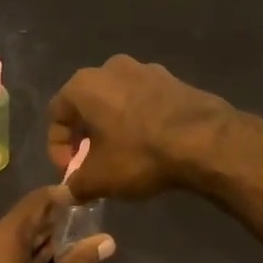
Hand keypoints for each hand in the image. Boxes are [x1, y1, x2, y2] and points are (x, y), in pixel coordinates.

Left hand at [0, 186, 113, 262]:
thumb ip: (80, 260)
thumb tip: (107, 241)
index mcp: (1, 237)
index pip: (34, 203)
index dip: (58, 197)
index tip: (81, 197)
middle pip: (20, 220)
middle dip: (48, 221)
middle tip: (78, 221)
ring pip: (8, 240)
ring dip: (34, 240)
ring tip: (66, 241)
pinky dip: (19, 255)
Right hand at [47, 56, 235, 199]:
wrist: (205, 140)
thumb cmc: (140, 154)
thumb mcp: (99, 178)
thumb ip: (74, 185)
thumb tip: (63, 194)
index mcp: (83, 85)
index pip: (56, 115)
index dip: (57, 148)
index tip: (71, 172)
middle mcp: (110, 68)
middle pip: (86, 104)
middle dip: (85, 135)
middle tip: (93, 163)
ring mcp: (145, 69)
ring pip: (116, 100)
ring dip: (113, 126)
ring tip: (122, 154)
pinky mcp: (173, 79)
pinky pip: (144, 100)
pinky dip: (139, 120)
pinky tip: (149, 144)